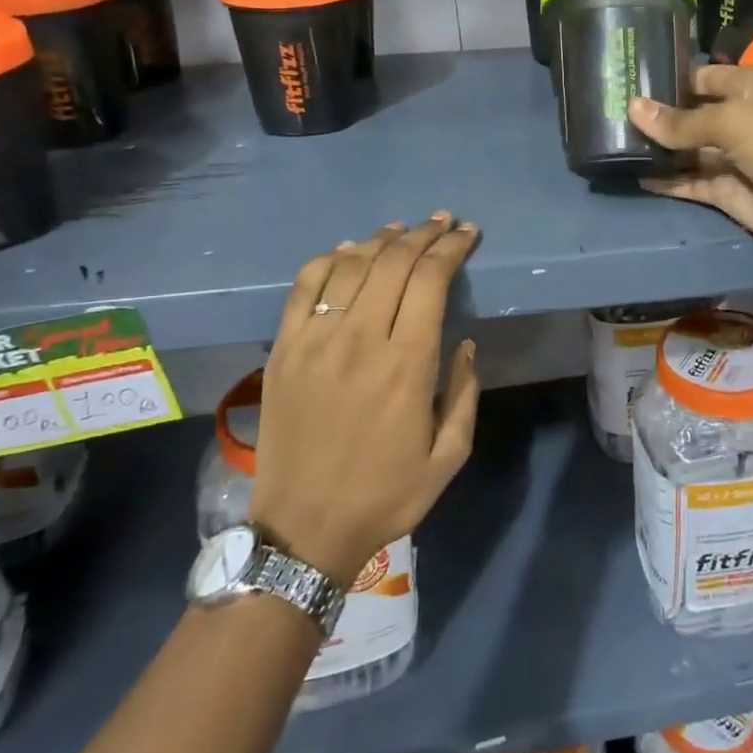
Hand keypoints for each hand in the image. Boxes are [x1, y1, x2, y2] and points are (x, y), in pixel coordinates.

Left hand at [250, 213, 481, 583]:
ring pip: (351, 265)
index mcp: (407, 365)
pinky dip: (329, 259)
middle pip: (393, 261)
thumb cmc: (385, 495)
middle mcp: (360, 340)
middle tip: (443, 223)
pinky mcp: (283, 349)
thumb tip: (465, 342)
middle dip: (424, 234)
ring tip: (402, 230)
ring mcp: (315, 341)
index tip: (468, 234)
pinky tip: (348, 251)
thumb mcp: (450, 455)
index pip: (431, 280)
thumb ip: (465, 392)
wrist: (303, 529)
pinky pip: (305, 286)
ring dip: (382, 240)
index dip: (452, 248)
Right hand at [630, 65, 752, 277]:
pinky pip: (688, 182)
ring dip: (655, 149)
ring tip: (609, 143)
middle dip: (654, 116)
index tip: (625, 79)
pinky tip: (631, 173)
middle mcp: (737, 118)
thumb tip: (633, 108)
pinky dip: (664, 180)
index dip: (667, 78)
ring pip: (684, 150)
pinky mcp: (726, 192)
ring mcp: (731, 157)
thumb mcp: (734, 121)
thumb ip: (681, 121)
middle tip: (604, 113)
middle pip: (688, 114)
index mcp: (748, 86)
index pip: (699, 76)